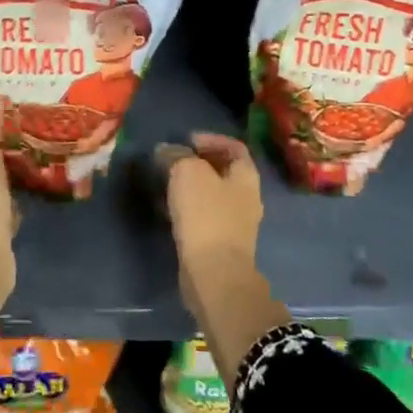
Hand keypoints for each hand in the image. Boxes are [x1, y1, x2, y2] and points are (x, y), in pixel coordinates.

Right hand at [167, 132, 262, 282]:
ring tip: (165, 181)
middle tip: (171, 159)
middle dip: (197, 162)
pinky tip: (167, 208)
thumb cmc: (206, 214)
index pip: (234, 146)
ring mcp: (235, 222)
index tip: (186, 139)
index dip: (211, 138)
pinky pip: (203, 215)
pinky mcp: (220, 243)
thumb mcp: (187, 172)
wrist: (214, 273)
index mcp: (246, 175)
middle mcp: (246, 197)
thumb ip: (177, 155)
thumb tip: (166, 150)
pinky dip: (187, 206)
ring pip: (211, 194)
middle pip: (223, 170)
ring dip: (190, 185)